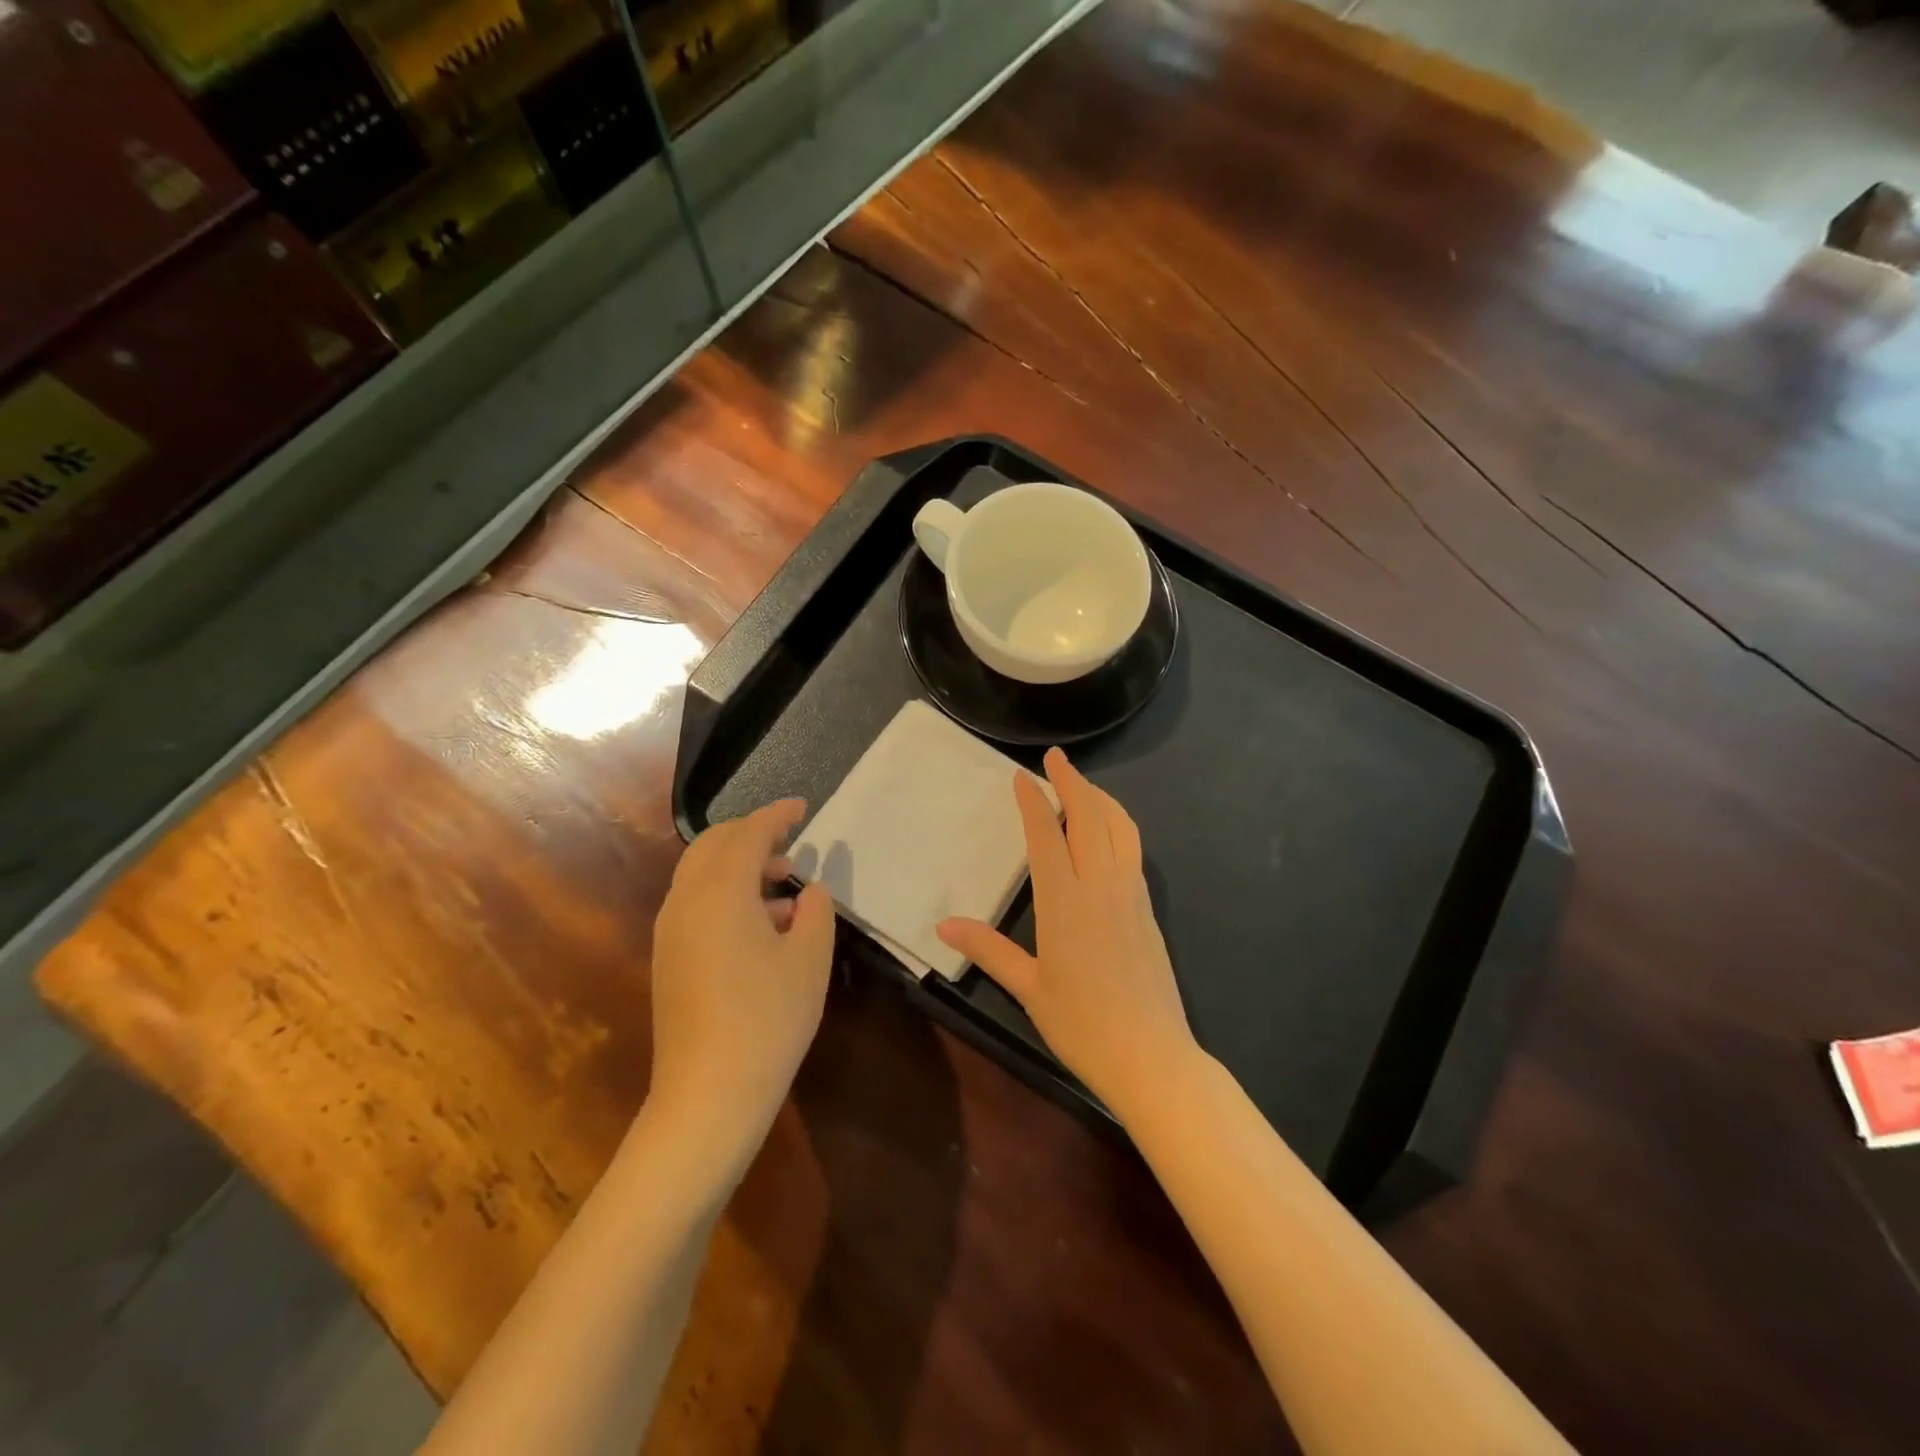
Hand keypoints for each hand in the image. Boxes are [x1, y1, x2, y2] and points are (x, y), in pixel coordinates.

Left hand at [647, 800, 834, 1165]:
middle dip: (752, 835)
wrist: (709, 1094)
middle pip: (713, 845)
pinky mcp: (667, 958)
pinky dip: (726, 893)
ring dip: (739, 866)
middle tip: (791, 846)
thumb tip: (807, 891)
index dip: (777, 814)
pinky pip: (695, 903)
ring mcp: (670, 931)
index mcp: (720, 892)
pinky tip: (761, 926)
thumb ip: (816, 910)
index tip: (802, 806)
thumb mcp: (810, 958)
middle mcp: (685, 901)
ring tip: (784, 889)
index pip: (748, 833)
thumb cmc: (768, 1018)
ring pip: (700, 874)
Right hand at [937, 748, 1194, 1116]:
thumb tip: (943, 925)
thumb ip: (988, 950)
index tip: (1022, 776)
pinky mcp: (1149, 909)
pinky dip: (1118, 824)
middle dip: (1072, 782)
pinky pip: (1133, 849)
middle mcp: (1100, 886)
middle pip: (1089, 817)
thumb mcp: (1028, 988)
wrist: (1151, 1055)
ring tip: (1083, 785)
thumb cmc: (1082, 1025)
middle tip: (1056, 758)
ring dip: (1100, 798)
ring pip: (1120, 828)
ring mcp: (1131, 894)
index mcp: (1064, 901)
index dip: (1033, 801)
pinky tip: (1108, 831)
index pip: (1047, 835)